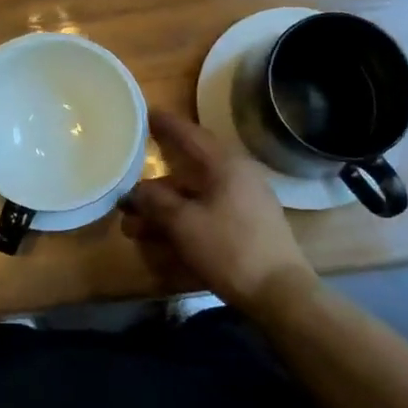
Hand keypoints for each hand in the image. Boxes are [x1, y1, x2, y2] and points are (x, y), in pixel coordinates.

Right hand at [121, 110, 316, 313]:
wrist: (280, 294)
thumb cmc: (229, 249)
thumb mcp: (184, 224)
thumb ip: (155, 202)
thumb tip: (134, 191)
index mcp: (225, 165)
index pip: (190, 134)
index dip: (165, 125)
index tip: (144, 113)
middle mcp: (238, 177)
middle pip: (188, 172)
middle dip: (155, 187)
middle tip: (127, 191)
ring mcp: (246, 203)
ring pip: (196, 199)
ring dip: (165, 211)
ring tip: (134, 227)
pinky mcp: (248, 228)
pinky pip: (207, 215)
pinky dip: (183, 223)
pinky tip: (161, 241)